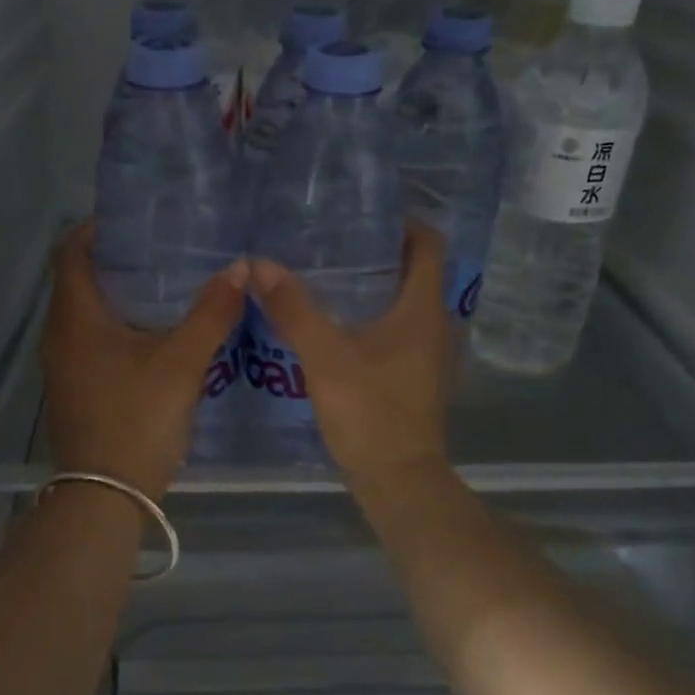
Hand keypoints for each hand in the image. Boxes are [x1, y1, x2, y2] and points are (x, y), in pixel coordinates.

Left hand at [41, 221, 248, 499]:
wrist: (105, 497)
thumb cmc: (137, 419)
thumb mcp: (182, 362)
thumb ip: (212, 312)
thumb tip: (240, 266)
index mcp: (76, 317)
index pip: (71, 252)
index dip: (97, 229)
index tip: (135, 219)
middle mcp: (60, 335)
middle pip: (79, 280)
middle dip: (116, 260)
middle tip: (163, 247)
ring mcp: (64, 366)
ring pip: (87, 313)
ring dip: (119, 294)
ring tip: (167, 283)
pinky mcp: (76, 389)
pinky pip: (92, 340)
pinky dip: (118, 325)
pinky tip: (156, 333)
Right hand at [248, 222, 453, 490]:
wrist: (398, 481)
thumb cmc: (370, 412)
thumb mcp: (325, 356)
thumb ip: (293, 308)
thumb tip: (258, 263)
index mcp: (423, 308)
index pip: (429, 244)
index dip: (404, 222)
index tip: (365, 214)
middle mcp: (436, 324)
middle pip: (418, 270)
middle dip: (383, 250)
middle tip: (337, 239)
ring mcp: (430, 352)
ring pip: (409, 301)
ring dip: (380, 284)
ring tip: (334, 274)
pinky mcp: (418, 375)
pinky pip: (402, 328)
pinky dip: (378, 314)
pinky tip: (341, 322)